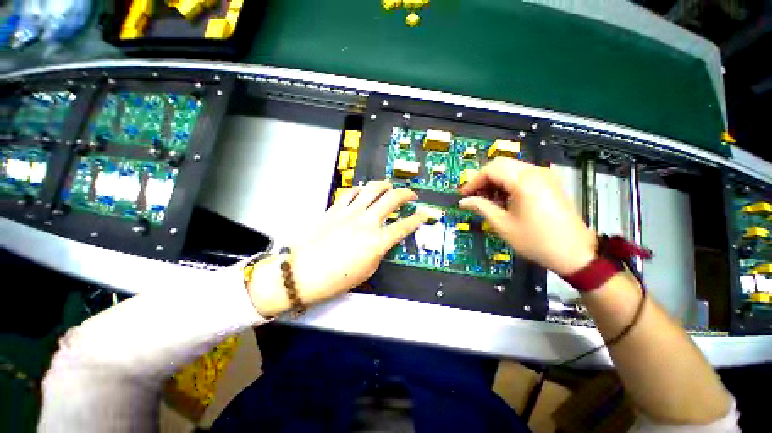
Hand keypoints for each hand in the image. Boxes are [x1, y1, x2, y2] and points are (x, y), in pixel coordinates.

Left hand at [248, 181, 427, 316]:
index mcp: (378, 241)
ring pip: (373, 189)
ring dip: (385, 185)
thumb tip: (382, 240)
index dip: (418, 219)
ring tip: (390, 186)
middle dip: (407, 195)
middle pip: (392, 200)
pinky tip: (364, 191)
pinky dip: (361, 189)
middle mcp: (367, 222)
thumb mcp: (368, 270)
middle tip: (412, 195)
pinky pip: (351, 192)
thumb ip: (379, 251)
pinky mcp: (335, 209)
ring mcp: (351, 212)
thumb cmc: (336, 278)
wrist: (303, 273)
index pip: (405, 226)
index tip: (424, 214)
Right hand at [458, 158, 596, 274]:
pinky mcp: (549, 183)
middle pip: (501, 164)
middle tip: (473, 195)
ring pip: (511, 168)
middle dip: (483, 178)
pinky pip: (522, 174)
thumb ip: (481, 208)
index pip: (491, 169)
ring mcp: (545, 176)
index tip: (464, 195)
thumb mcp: (503, 225)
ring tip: (487, 199)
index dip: (473, 181)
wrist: (574, 253)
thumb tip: (463, 202)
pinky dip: (507, 182)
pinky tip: (503, 198)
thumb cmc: (535, 241)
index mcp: (524, 181)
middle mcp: (535, 172)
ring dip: (495, 180)